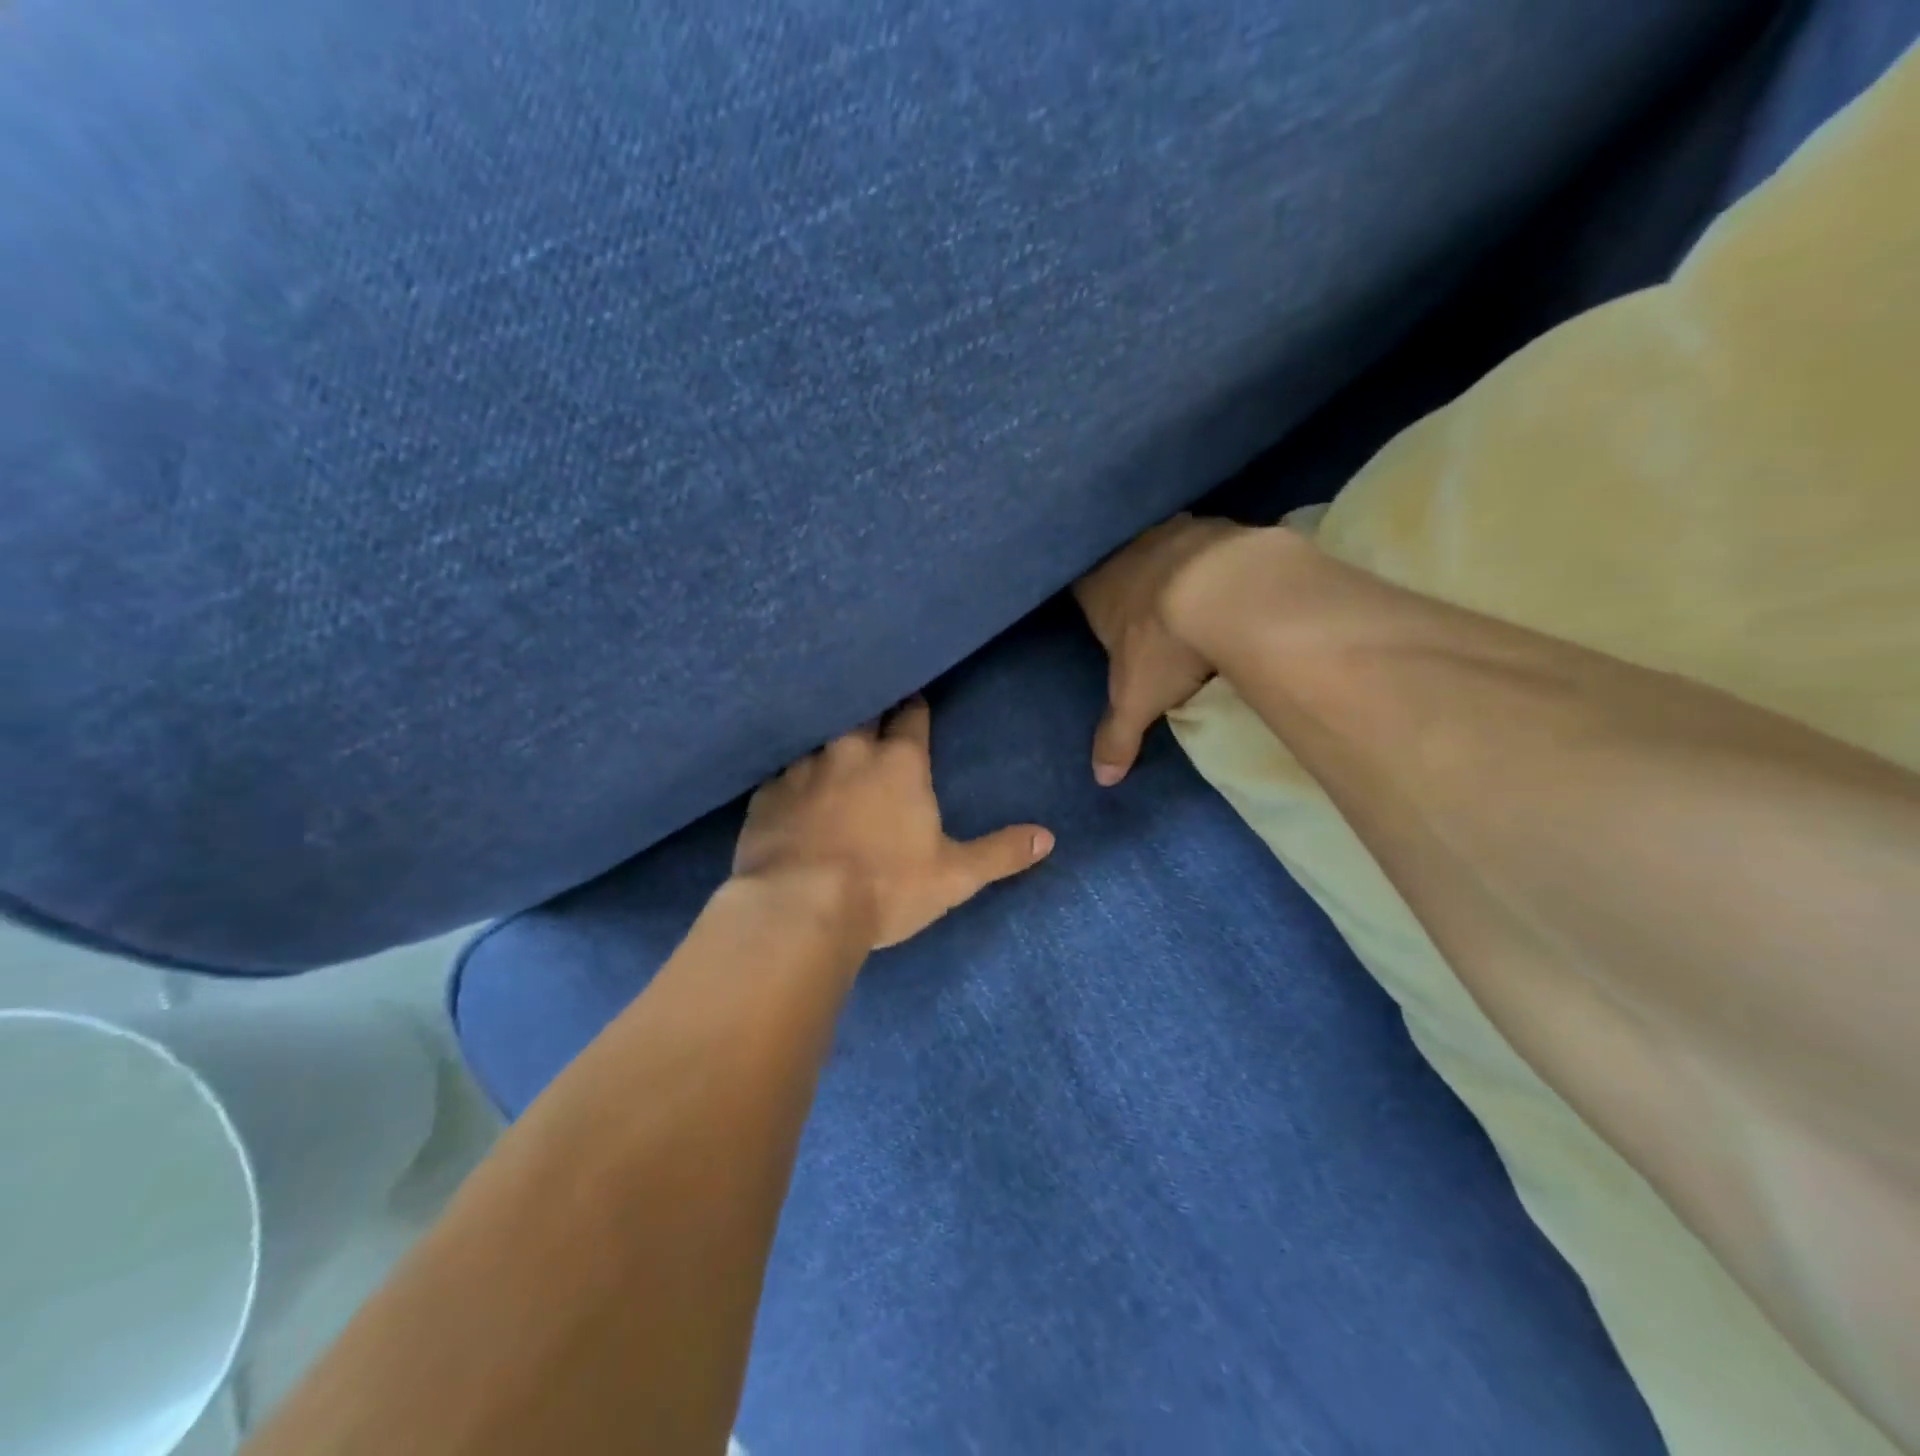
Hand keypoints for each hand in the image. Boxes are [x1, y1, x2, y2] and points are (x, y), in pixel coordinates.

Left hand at [733, 698, 1053, 949]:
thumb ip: (1001, 853)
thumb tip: (1048, 837)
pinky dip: (791, 778)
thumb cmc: (886, 888)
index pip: (912, 717)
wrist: (799, 908)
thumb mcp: (954, 876)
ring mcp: (802, 768)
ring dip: (829, 744)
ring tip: (832, 753)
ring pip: (818, 739)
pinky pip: (780, 773)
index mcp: (898, 763)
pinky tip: (789, 791)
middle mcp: (849, 751)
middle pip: (864, 714)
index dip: (916, 709)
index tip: (915, 702)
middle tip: (875, 717)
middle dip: (873, 713)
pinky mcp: (765, 793)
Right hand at [1073, 513, 1247, 784]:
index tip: (1106, 614)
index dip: (1093, 599)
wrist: (1226, 590)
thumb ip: (1116, 737)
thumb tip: (1101, 779)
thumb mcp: (1136, 700)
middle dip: (1132, 580)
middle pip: (1121, 562)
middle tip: (1148, 605)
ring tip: (1189, 587)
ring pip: (1162, 544)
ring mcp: (1172, 531)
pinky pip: (1207, 540)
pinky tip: (1228, 576)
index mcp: (1096, 588)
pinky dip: (1213, 556)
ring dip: (1172, 562)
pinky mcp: (1216, 524)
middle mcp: (1127, 552)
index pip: (1081, 586)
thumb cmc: (1164, 645)